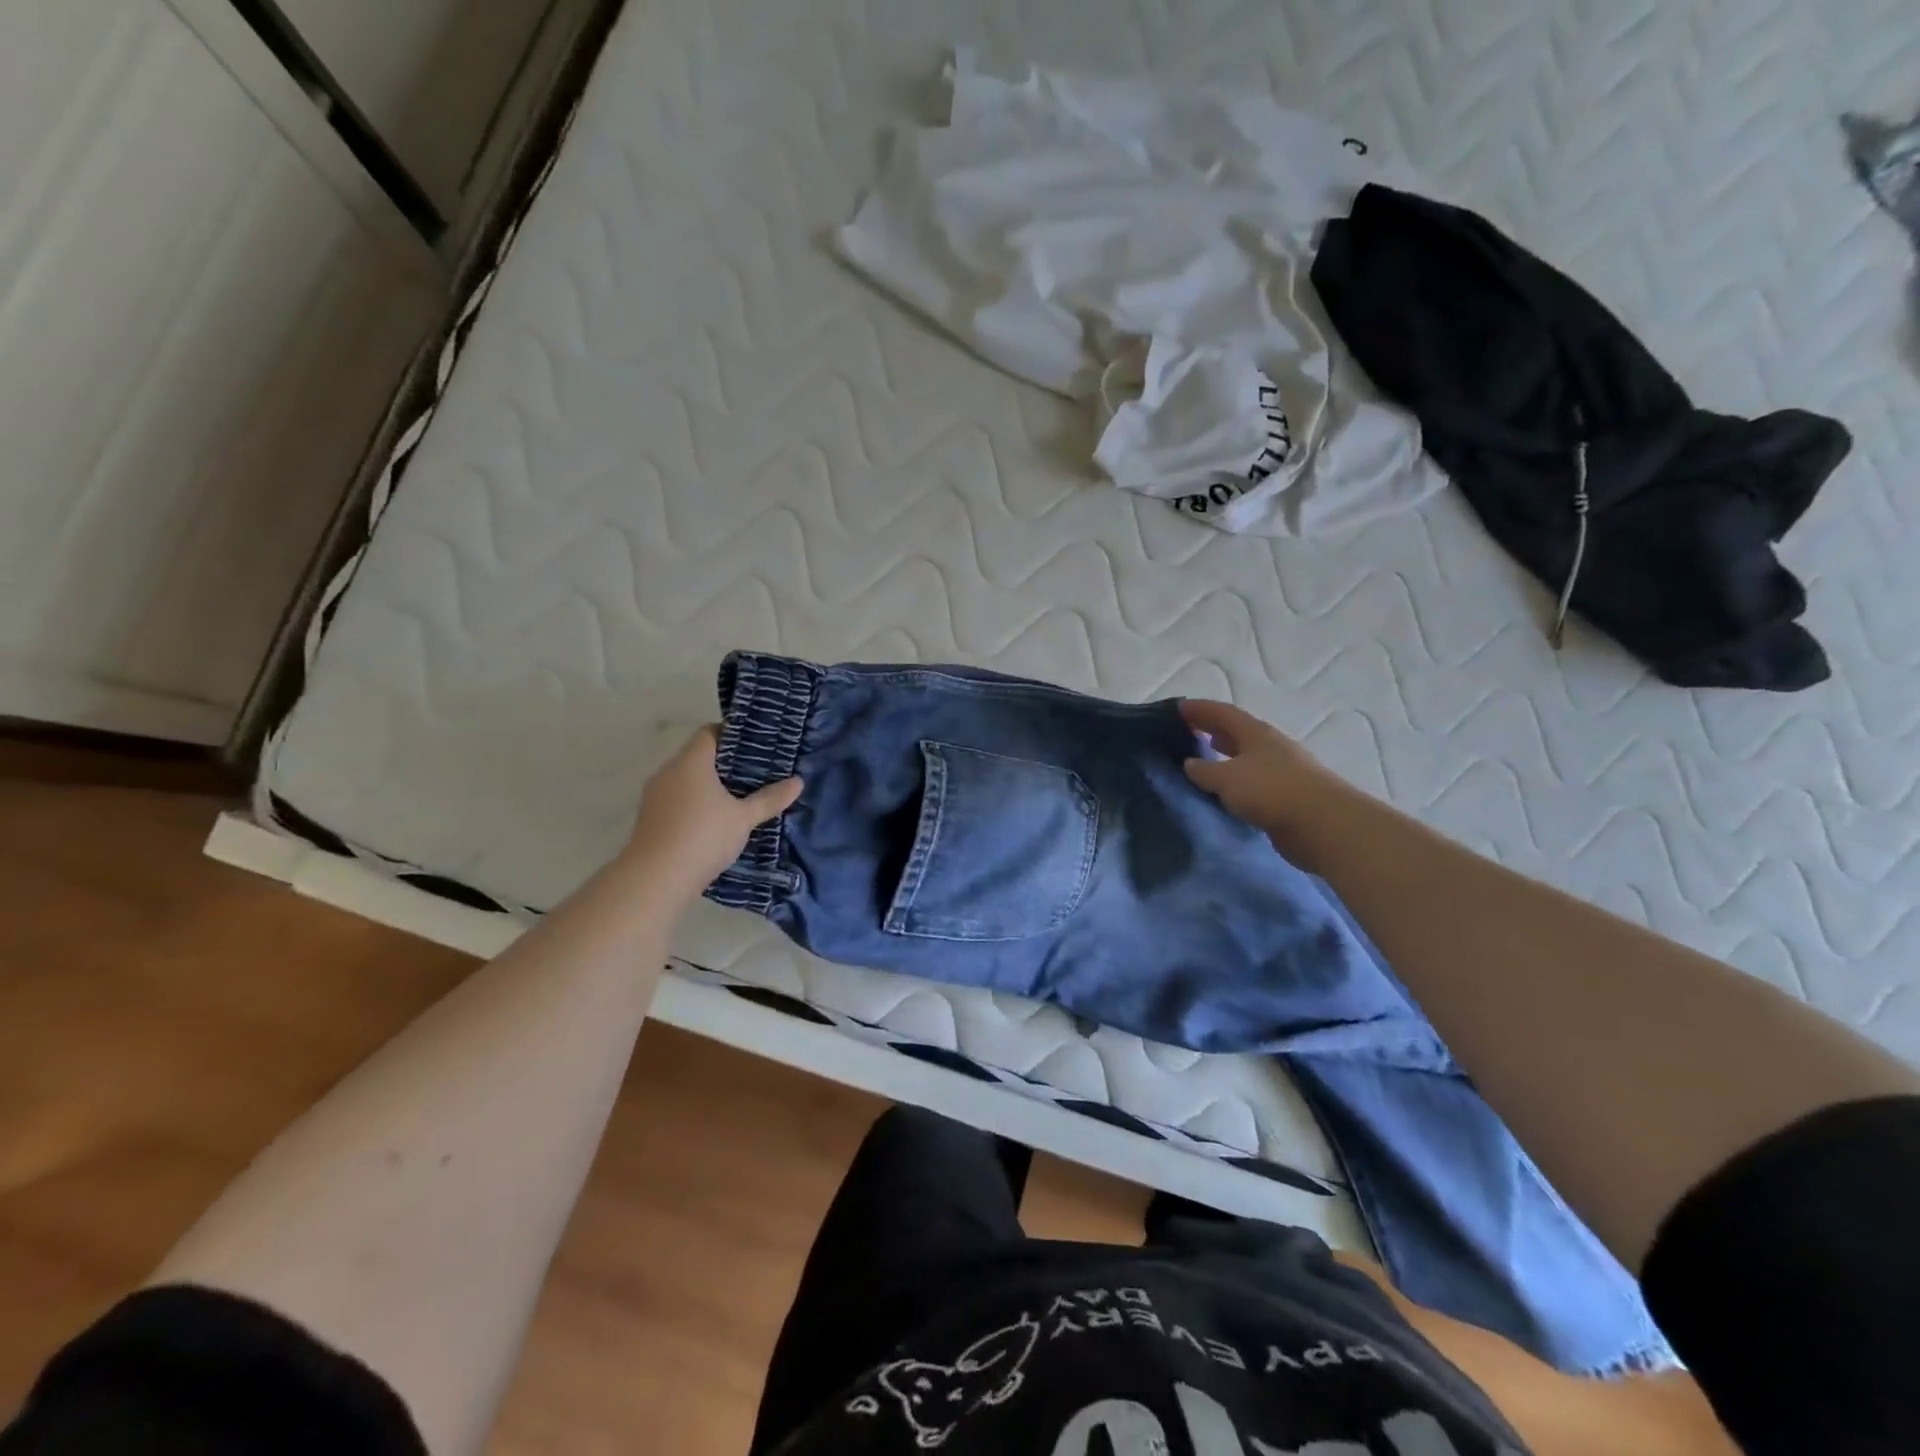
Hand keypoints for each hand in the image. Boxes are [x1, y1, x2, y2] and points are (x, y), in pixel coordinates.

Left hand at [622, 726, 802, 903]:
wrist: (655, 879)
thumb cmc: (703, 837)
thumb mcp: (743, 818)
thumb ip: (769, 799)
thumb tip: (798, 782)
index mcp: (690, 762)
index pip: (709, 732)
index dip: (732, 734)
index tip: (755, 746)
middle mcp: (668, 772)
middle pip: (698, 756)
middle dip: (725, 763)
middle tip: (755, 773)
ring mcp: (654, 796)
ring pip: (686, 780)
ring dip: (709, 786)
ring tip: (738, 798)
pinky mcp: (650, 819)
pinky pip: (677, 800)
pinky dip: (695, 804)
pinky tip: (714, 821)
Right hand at [1180, 699, 1343, 860]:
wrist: (1323, 825)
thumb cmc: (1271, 791)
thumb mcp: (1227, 778)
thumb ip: (1204, 770)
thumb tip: (1190, 763)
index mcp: (1256, 733)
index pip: (1223, 713)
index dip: (1200, 709)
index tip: (1179, 708)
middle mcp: (1271, 746)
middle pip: (1237, 731)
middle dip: (1213, 728)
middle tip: (1188, 730)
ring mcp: (1283, 771)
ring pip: (1247, 756)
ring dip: (1226, 754)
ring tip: (1205, 757)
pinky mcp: (1288, 795)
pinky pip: (1254, 781)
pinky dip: (1237, 779)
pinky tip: (1227, 790)